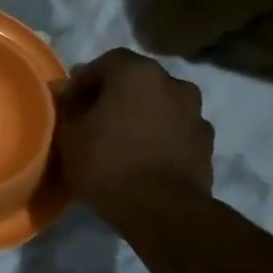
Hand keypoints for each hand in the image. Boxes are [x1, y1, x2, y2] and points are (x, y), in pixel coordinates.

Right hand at [50, 49, 214, 222]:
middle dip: (114, 96)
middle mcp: (173, 83)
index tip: (69, 103)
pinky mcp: (207, 144)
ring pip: (159, 105)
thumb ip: (66, 106)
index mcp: (137, 72)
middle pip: (136, 82)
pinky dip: (159, 136)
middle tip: (93, 119)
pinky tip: (142, 157)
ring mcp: (196, 114)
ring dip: (140, 115)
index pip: (106, 62)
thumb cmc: (106, 162)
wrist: (161, 210)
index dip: (84, 81)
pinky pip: (175, 130)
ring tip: (120, 140)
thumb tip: (65, 92)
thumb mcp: (69, 133)